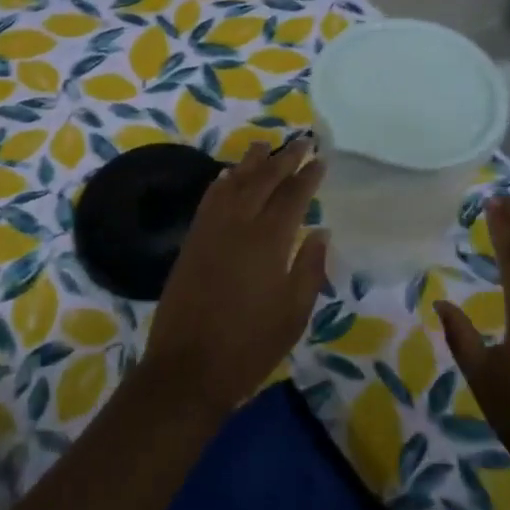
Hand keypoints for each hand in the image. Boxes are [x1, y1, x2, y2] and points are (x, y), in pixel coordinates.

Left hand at [143, 137, 329, 416]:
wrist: (188, 369)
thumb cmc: (250, 346)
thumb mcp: (294, 313)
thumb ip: (309, 268)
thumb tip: (321, 232)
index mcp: (269, 240)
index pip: (292, 196)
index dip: (308, 176)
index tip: (320, 159)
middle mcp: (238, 225)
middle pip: (263, 181)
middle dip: (283, 159)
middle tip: (301, 140)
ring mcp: (210, 231)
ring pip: (233, 184)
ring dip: (250, 163)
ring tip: (264, 146)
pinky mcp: (191, 242)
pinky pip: (208, 201)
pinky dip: (220, 184)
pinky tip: (227, 175)